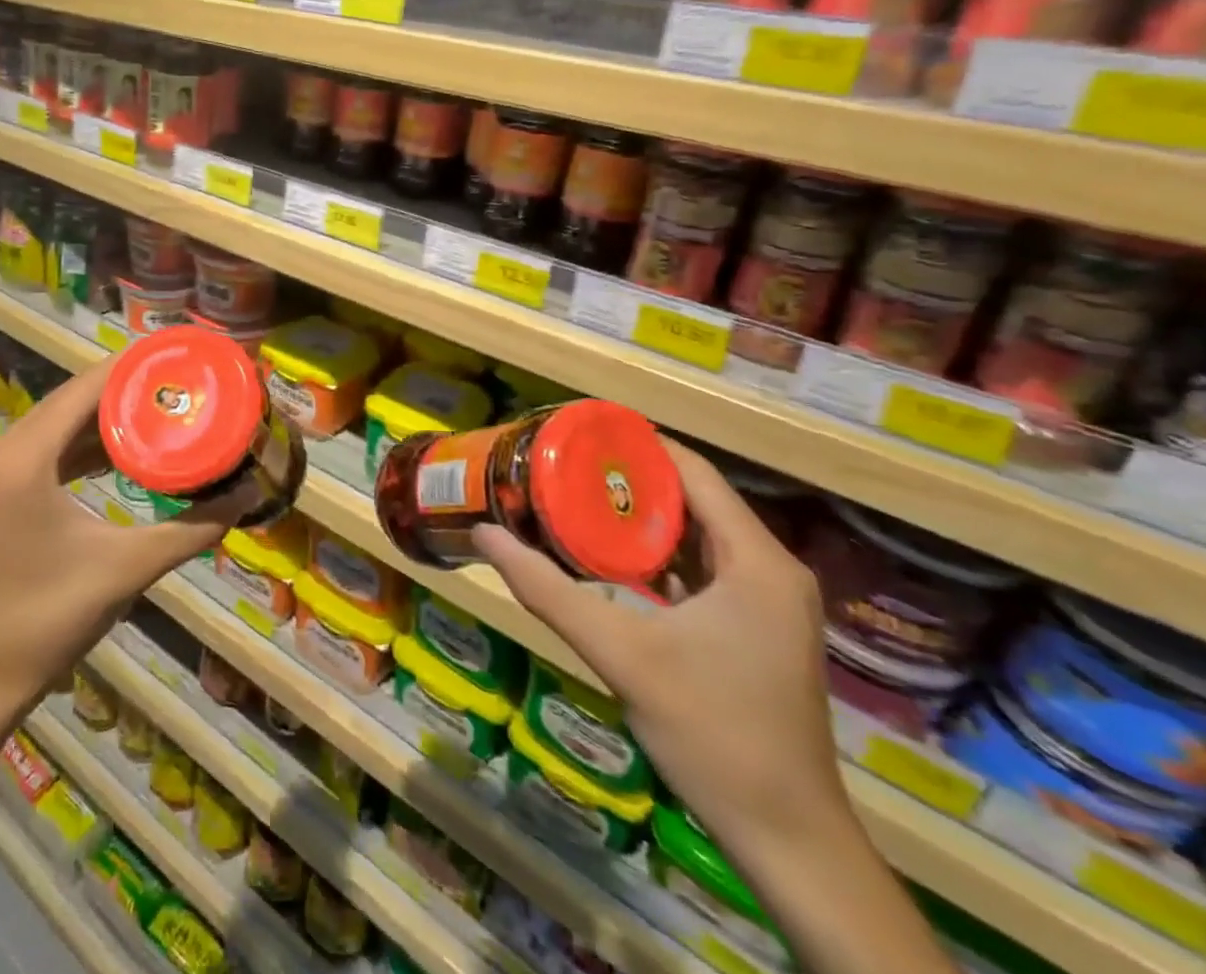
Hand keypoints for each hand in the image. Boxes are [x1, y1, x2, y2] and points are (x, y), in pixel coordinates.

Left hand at [0, 355, 252, 715]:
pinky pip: (51, 445)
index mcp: (26, 456)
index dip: (136, 367)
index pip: (88, 387)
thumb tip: (246, 495)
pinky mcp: (1, 486)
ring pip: (62, 420)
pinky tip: (129, 446)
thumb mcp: (128, 567)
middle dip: (129, 388)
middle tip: (183, 382)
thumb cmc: (50, 617)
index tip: (182, 358)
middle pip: (75, 397)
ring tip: (165, 406)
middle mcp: (4, 448)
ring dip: (110, 414)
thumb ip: (193, 528)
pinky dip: (89, 441)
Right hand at [476, 439, 847, 862]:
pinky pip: (702, 570)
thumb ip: (548, 590)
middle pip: (693, 500)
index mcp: (756, 561)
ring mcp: (767, 603)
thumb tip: (485, 535)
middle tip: (564, 465)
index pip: (693, 472)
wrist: (789, 840)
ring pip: (697, 536)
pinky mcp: (756, 631)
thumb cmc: (712, 733)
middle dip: (628, 480)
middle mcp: (770, 570)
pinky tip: (608, 558)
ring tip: (575, 498)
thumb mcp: (620, 654)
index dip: (637, 446)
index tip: (578, 433)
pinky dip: (657, 556)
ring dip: (640, 518)